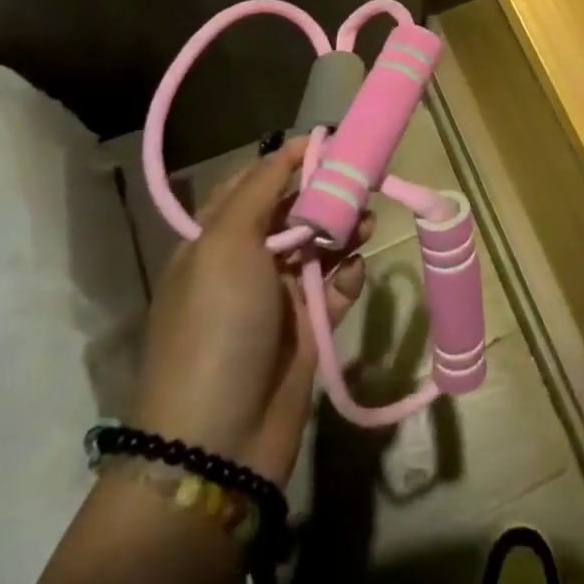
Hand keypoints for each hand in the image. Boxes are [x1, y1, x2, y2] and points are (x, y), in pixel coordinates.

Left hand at [127, 138, 369, 484]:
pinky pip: (335, 289)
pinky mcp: (306, 330)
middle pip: (293, 212)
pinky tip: (356, 273)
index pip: (254, 183)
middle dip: (326, 193)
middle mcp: (245, 264)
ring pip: (319, 246)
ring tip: (367, 224)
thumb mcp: (225, 244)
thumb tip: (290, 146)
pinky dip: (348, 276)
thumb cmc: (217, 326)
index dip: (289, 160)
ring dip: (344, 230)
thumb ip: (260, 189)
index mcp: (215, 240)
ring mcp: (277, 299)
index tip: (331, 142)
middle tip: (362, 182)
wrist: (218, 440)